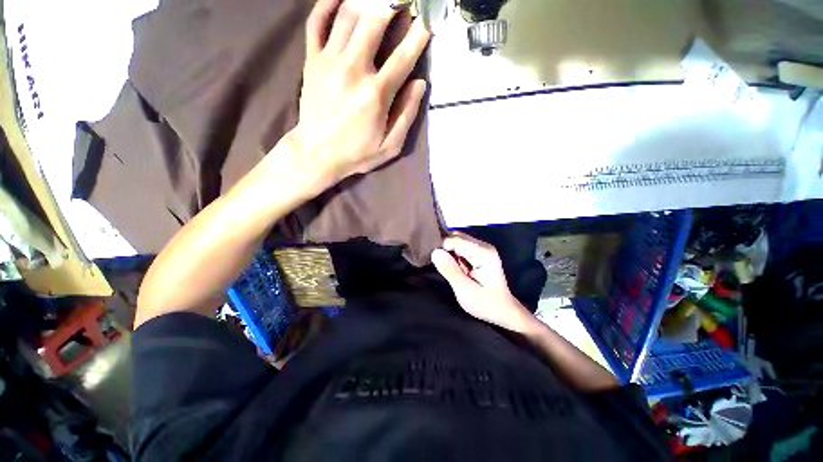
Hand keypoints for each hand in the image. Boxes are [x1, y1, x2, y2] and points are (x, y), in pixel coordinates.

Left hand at [289, 0, 429, 192]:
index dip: (419, 36)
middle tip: (402, 2)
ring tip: (378, 1)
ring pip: (347, 15)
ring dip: (366, 1)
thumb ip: (407, 115)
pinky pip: (317, 22)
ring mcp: (330, 62)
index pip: (403, 56)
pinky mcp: (312, 61)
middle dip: (392, 5)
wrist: (317, 153)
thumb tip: (420, 84)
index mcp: (377, 94)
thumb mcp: (390, 146)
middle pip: (374, 22)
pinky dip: (327, 4)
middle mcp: (354, 70)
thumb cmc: (357, 153)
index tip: (427, 21)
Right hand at [431, 232, 536, 333]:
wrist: (503, 311)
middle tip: (442, 267)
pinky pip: (460, 247)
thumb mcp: (465, 291)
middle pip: (456, 237)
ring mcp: (482, 249)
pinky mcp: (479, 253)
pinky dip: (453, 255)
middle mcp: (484, 246)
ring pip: (457, 241)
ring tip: (447, 268)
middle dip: (445, 249)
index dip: (443, 248)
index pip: (455, 240)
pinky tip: (453, 267)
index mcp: (483, 253)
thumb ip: (450, 270)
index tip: (436, 262)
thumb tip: (435, 252)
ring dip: (448, 252)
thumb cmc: (486, 304)